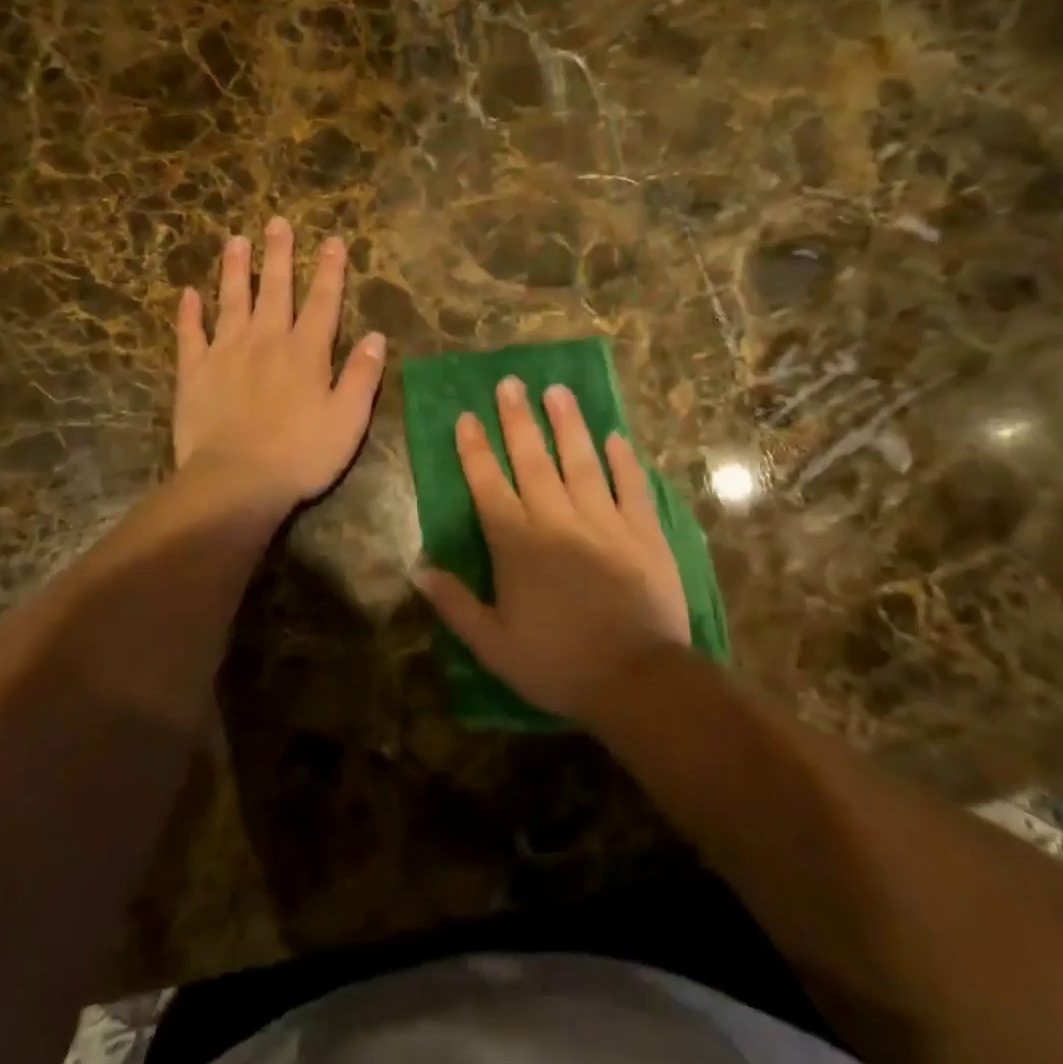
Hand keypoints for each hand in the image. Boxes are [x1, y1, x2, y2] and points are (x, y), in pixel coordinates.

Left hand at [173, 218, 385, 514]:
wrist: (236, 481)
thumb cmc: (301, 455)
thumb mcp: (348, 420)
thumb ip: (362, 376)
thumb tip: (376, 336)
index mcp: (306, 352)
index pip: (323, 302)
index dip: (330, 270)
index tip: (332, 240)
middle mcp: (266, 341)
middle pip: (274, 289)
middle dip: (279, 255)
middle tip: (277, 222)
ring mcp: (225, 353)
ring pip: (231, 301)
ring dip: (234, 270)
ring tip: (236, 240)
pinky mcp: (194, 373)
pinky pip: (190, 335)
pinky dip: (189, 314)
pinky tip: (188, 294)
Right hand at [414, 376, 690, 721]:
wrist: (638, 681)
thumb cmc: (558, 665)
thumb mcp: (494, 646)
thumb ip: (456, 605)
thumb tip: (418, 570)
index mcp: (519, 545)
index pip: (489, 486)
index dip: (475, 450)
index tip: (467, 416)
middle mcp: (558, 521)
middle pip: (534, 461)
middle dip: (518, 420)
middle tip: (510, 382)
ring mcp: (606, 522)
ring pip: (583, 462)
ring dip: (569, 425)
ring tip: (558, 391)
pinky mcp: (645, 533)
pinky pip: (633, 487)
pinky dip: (624, 460)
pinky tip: (616, 436)